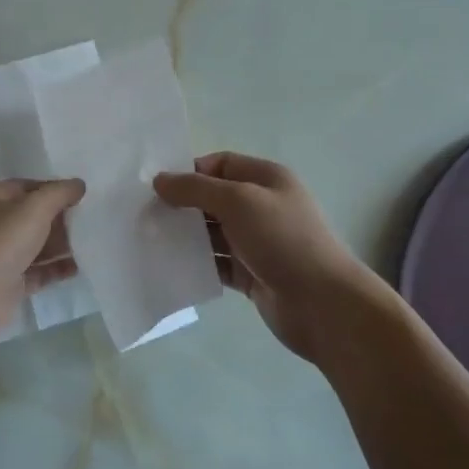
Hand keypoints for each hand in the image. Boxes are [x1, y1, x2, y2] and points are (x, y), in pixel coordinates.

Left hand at [0, 178, 84, 342]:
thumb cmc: (2, 240)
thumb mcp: (35, 207)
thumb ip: (59, 193)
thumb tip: (79, 185)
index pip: (28, 186)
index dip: (55, 189)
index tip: (83, 197)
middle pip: (33, 217)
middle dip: (61, 219)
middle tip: (91, 222)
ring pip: (36, 245)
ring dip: (61, 245)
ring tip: (91, 244)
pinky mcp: (8, 283)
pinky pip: (37, 271)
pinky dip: (56, 269)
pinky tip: (79, 267)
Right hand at [154, 152, 379, 360]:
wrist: (323, 304)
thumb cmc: (283, 240)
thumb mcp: (238, 201)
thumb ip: (196, 188)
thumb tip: (160, 181)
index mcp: (266, 179)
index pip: (220, 164)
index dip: (190, 171)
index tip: (157, 187)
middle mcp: (262, 206)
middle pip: (213, 198)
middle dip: (182, 205)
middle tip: (145, 215)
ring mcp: (256, 242)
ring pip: (212, 233)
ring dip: (186, 237)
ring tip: (150, 241)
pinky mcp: (251, 274)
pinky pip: (216, 263)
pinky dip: (197, 264)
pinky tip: (171, 267)